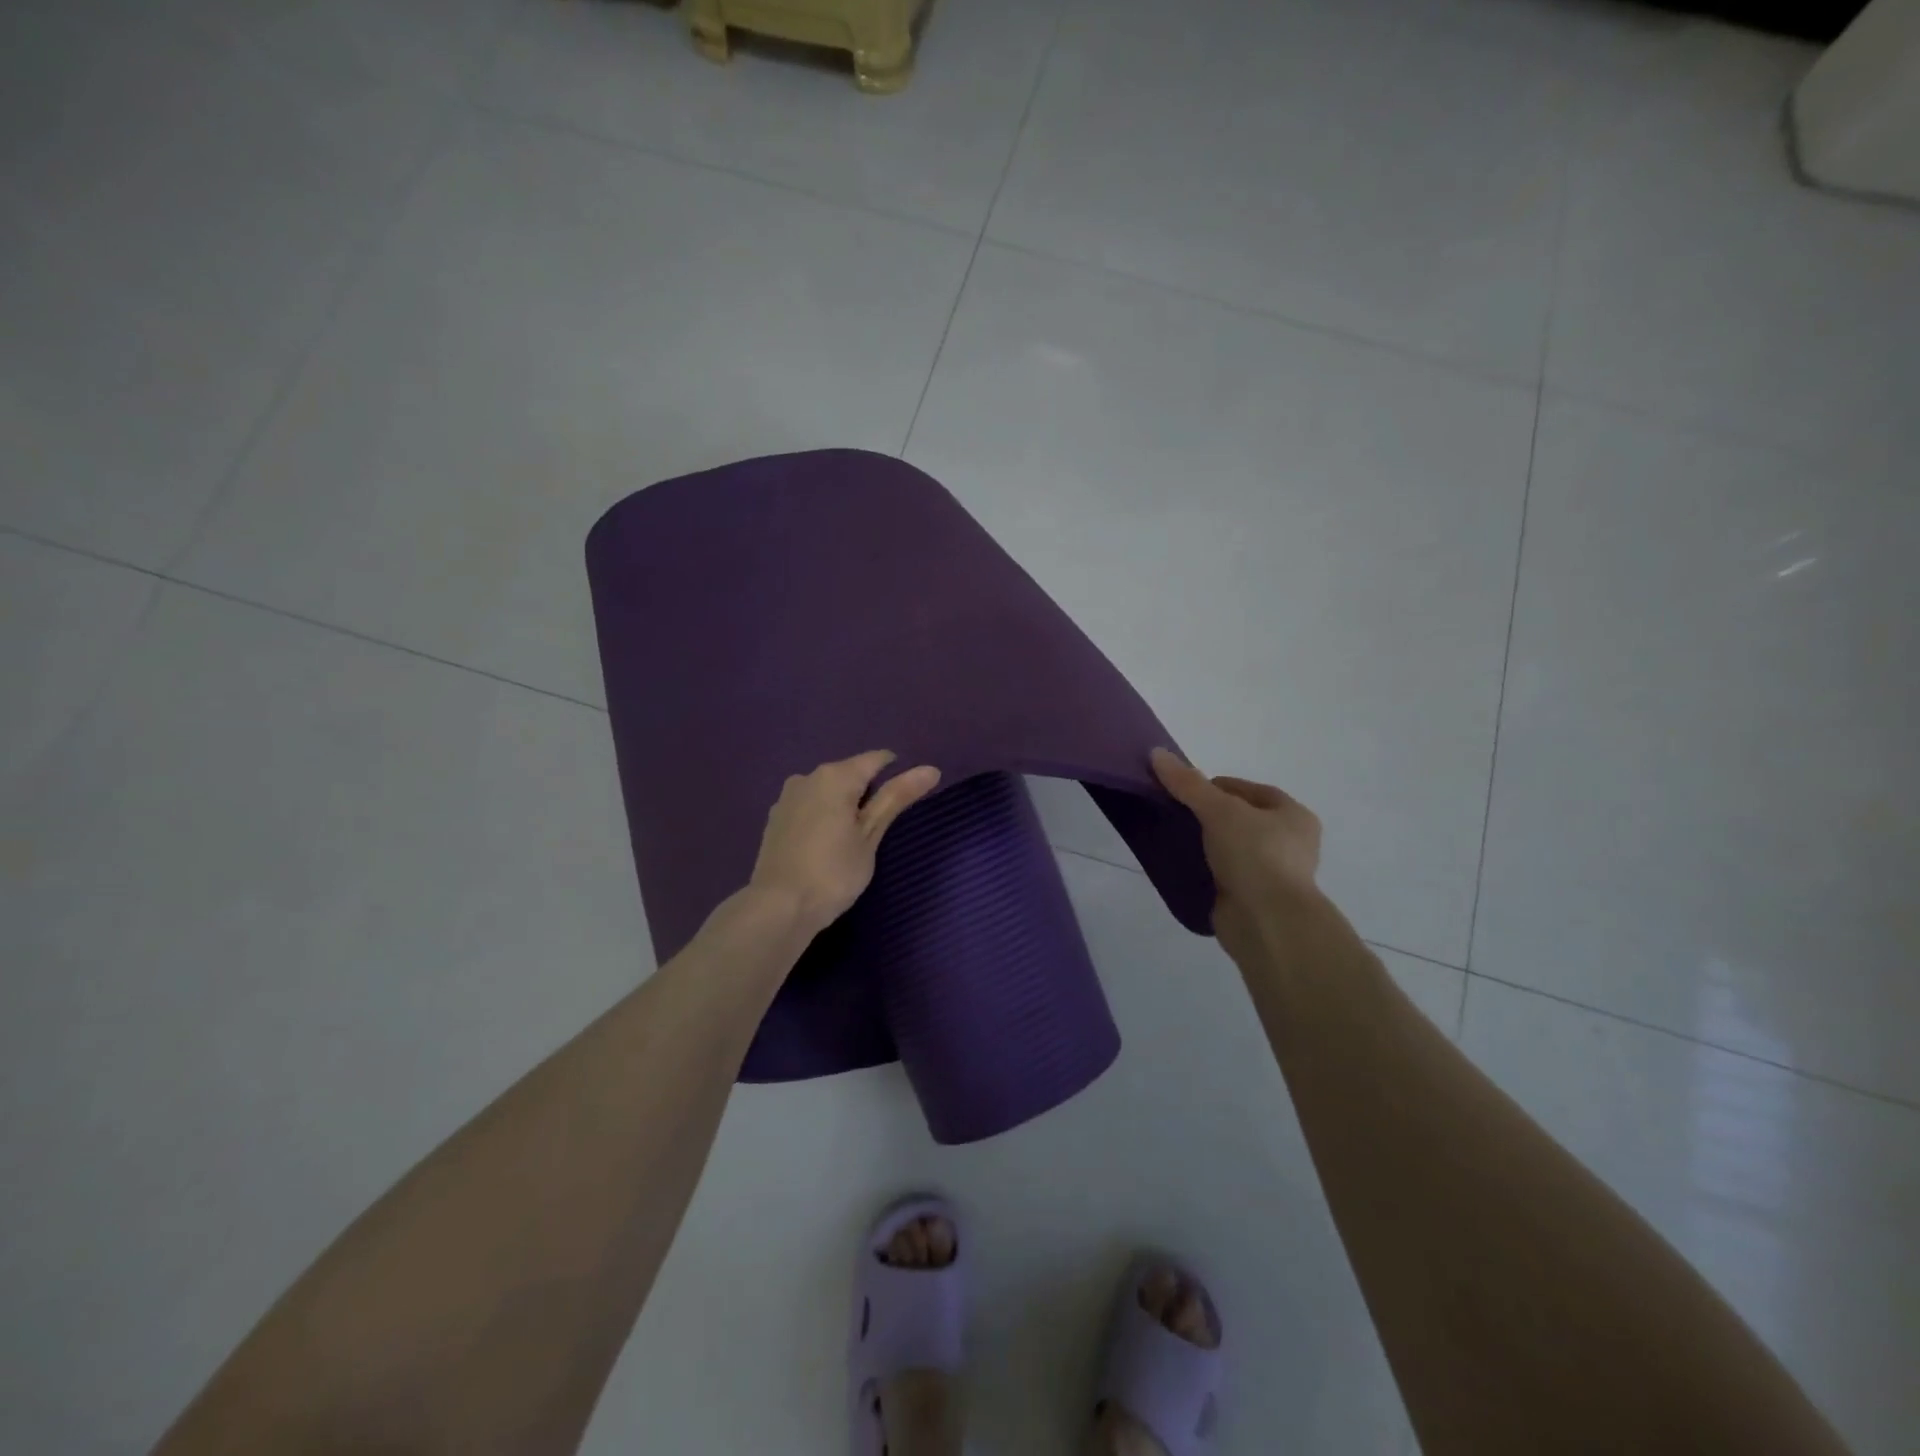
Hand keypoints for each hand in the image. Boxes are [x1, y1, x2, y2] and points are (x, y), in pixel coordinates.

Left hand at [749, 751, 941, 938]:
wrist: (778, 908)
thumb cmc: (833, 872)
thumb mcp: (870, 835)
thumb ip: (896, 798)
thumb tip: (930, 769)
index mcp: (835, 776)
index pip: (876, 759)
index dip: (896, 774)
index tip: (904, 802)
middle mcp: (808, 777)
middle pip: (849, 774)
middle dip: (867, 793)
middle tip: (879, 830)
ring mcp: (787, 797)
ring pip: (827, 791)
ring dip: (843, 806)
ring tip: (851, 841)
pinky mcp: (775, 819)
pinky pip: (809, 807)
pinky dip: (823, 817)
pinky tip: (825, 846)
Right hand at [1151, 747, 1321, 947]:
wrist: (1267, 922)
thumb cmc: (1255, 855)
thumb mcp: (1219, 810)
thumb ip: (1188, 784)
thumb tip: (1156, 753)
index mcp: (1293, 815)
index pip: (1248, 790)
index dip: (1215, 786)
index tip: (1184, 793)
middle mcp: (1289, 843)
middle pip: (1239, 819)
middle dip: (1208, 816)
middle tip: (1176, 815)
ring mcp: (1272, 874)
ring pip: (1230, 848)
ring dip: (1205, 844)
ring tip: (1174, 839)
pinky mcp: (1254, 899)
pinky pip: (1224, 875)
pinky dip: (1205, 870)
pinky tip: (1183, 866)